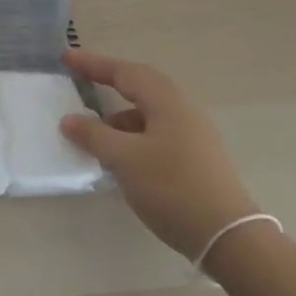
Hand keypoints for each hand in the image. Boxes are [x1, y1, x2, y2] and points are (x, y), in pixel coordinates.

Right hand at [60, 48, 259, 260]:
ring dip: (120, 117)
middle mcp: (183, 110)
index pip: (124, 72)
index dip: (93, 64)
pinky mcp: (197, 158)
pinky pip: (157, 133)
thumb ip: (93, 135)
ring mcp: (193, 134)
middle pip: (141, 87)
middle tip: (81, 83)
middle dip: (109, 84)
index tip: (67, 58)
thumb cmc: (172, 188)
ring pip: (149, 113)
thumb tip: (69, 120)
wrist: (228, 237)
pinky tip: (121, 158)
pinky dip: (133, 136)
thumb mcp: (124, 159)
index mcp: (166, 102)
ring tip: (94, 135)